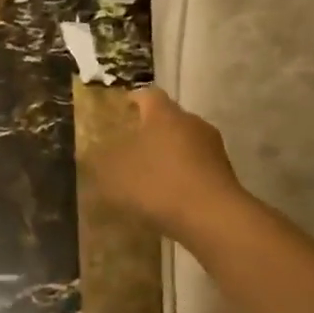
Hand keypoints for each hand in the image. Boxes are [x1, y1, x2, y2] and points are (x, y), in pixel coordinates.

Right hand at [89, 88, 246, 242]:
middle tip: (129, 147)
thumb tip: (88, 155)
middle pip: (168, 119)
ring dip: (168, 154)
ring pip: (184, 143)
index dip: (132, 102)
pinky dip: (182, 175)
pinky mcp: (225, 173)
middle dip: (149, 131)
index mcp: (164, 113)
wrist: (213, 218)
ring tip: (149, 176)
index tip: (120, 113)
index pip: (147, 95)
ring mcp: (213, 147)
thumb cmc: (158, 184)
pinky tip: (170, 196)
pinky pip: (197, 167)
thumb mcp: (114, 174)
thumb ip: (99, 162)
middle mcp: (192, 122)